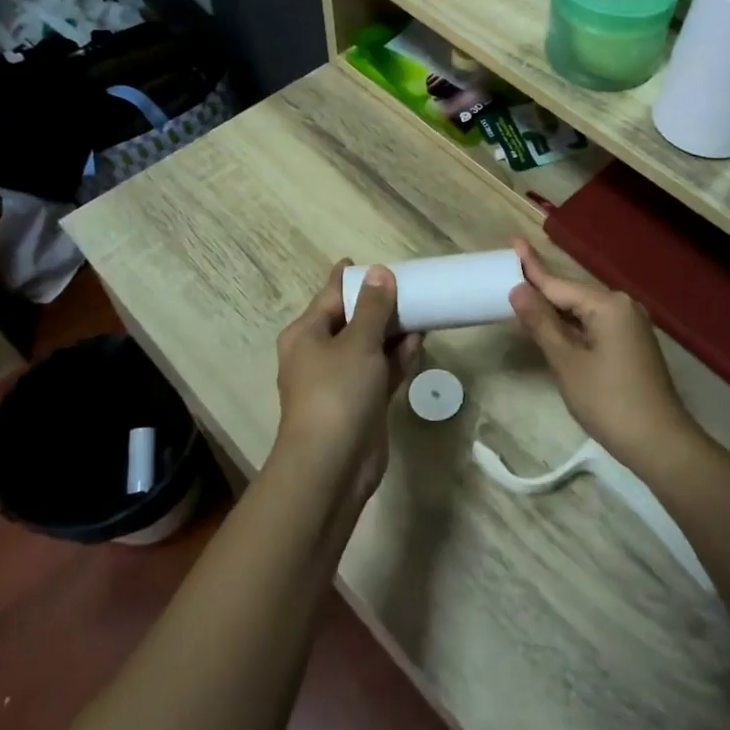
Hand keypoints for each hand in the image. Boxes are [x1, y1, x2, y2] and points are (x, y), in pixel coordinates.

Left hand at [274, 261, 422, 500]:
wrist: (331, 466)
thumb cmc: (337, 393)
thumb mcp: (358, 342)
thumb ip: (373, 307)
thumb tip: (380, 272)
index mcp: (307, 334)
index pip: (331, 295)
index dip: (352, 277)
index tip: (375, 262)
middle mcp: (320, 354)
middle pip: (352, 320)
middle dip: (380, 305)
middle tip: (411, 285)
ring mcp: (341, 381)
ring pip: (370, 346)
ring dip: (393, 331)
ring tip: (422, 309)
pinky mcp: (361, 403)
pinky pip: (381, 371)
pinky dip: (397, 358)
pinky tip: (419, 342)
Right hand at [507, 238, 698, 475]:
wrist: (660, 443)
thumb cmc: (608, 401)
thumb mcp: (567, 362)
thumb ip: (541, 323)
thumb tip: (519, 289)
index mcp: (608, 305)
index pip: (559, 284)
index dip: (532, 267)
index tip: (513, 242)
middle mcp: (623, 306)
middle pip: (572, 294)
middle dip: (542, 288)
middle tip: (511, 274)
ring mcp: (631, 325)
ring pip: (583, 310)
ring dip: (555, 309)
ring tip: (524, 298)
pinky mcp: (632, 343)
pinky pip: (594, 324)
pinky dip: (572, 325)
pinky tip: (552, 327)